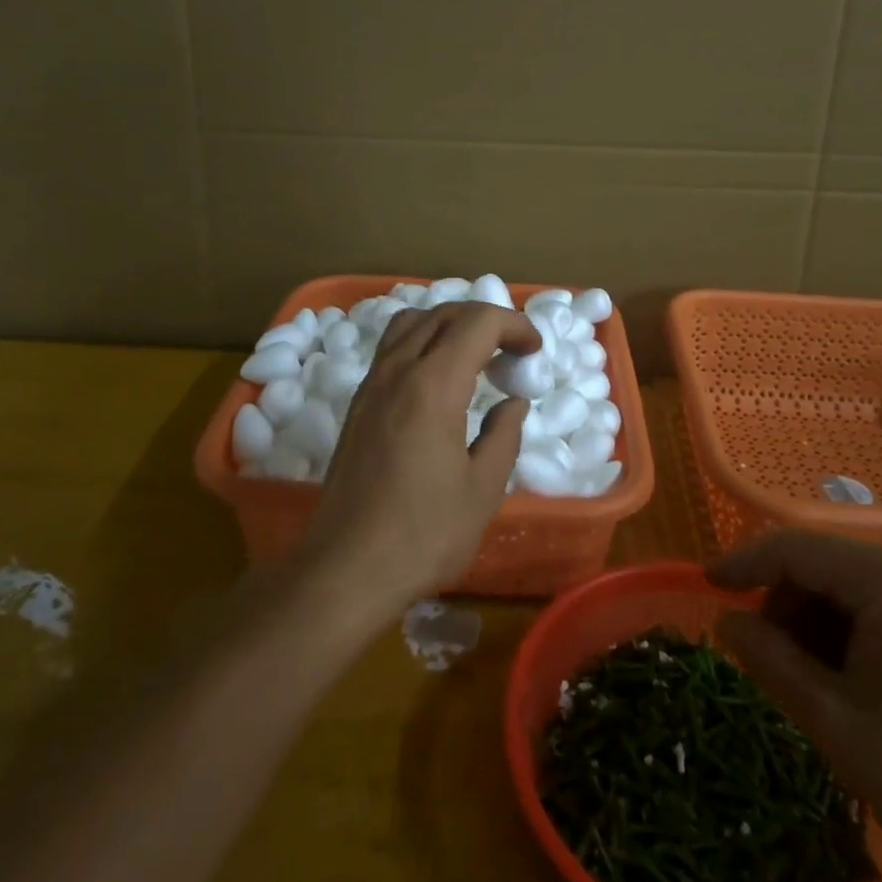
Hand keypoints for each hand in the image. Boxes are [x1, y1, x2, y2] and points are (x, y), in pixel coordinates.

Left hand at [295, 301, 540, 610]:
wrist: (346, 568)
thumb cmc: (423, 534)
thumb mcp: (483, 489)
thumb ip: (504, 435)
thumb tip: (513, 402)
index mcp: (434, 386)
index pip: (478, 322)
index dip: (514, 325)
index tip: (535, 350)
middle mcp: (398, 370)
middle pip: (444, 313)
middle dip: (486, 320)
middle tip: (513, 352)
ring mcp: (371, 384)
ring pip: (412, 322)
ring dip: (449, 325)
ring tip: (475, 357)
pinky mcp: (358, 403)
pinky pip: (392, 347)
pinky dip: (423, 341)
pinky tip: (439, 380)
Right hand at [710, 532, 881, 881]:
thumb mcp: (834, 721)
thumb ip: (769, 659)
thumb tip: (725, 620)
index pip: (795, 547)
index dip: (743, 561)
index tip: (705, 584)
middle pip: (823, 564)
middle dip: (783, 604)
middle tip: (765, 658)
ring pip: (848, 586)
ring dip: (814, 621)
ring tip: (810, 681)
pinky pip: (880, 605)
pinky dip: (848, 632)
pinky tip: (850, 682)